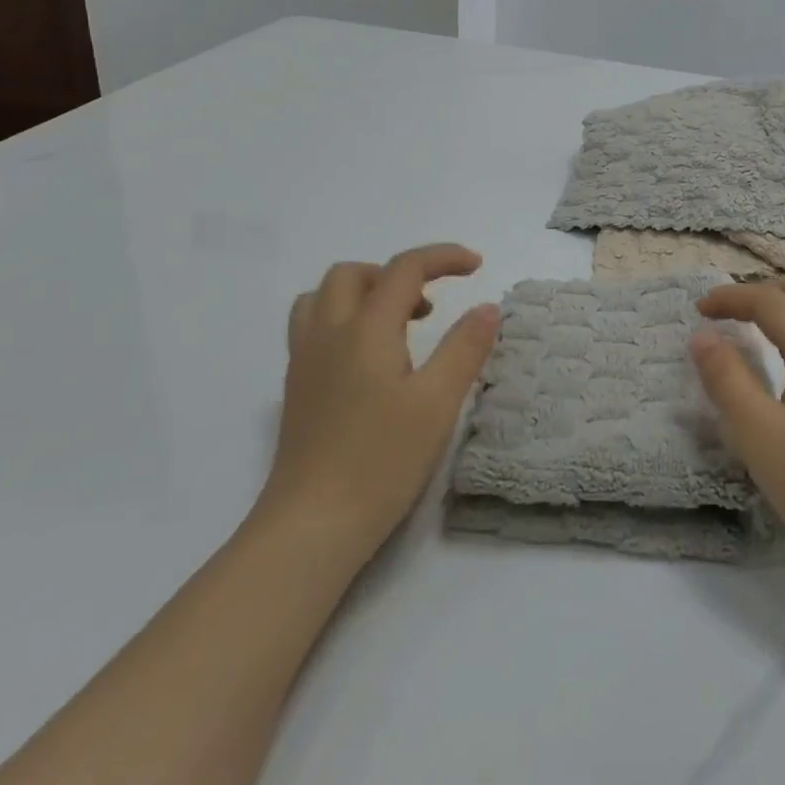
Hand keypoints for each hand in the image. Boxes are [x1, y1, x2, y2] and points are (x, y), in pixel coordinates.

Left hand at [258, 244, 499, 561]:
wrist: (311, 526)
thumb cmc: (380, 461)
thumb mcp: (437, 403)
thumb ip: (465, 348)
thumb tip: (487, 307)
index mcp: (365, 329)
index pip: (404, 269)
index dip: (442, 257)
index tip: (476, 265)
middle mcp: (328, 333)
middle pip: (354, 273)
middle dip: (397, 274)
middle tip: (429, 307)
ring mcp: (305, 361)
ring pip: (324, 296)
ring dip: (363, 292)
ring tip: (398, 325)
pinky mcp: (296, 388)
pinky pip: (313, 326)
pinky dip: (344, 318)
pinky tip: (370, 360)